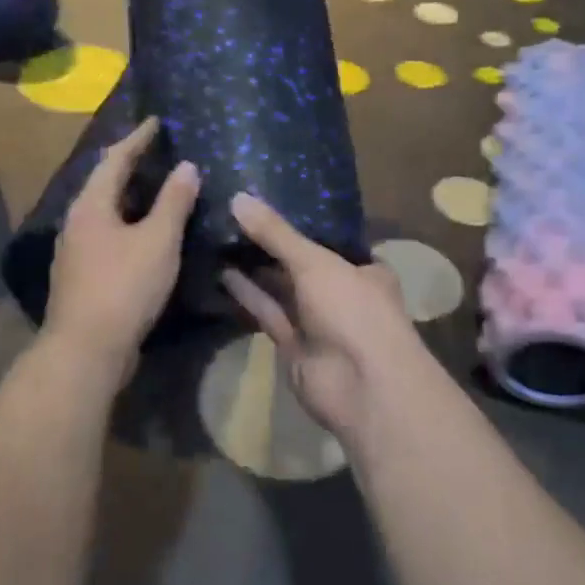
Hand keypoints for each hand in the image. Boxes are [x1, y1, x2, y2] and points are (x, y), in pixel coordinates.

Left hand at [45, 117, 199, 363]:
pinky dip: (128, 224)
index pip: (114, 159)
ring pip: (105, 212)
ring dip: (130, 197)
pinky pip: (108, 235)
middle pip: (104, 183)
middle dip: (130, 165)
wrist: (87, 349)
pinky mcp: (82, 275)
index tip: (157, 121)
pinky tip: (146, 234)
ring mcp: (75, 251)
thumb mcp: (158, 241)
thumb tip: (186, 166)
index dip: (137, 139)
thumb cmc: (124, 287)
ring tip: (157, 188)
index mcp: (91, 205)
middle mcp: (76, 222)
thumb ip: (173, 201)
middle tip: (159, 152)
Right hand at [220, 193, 430, 446]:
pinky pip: (269, 313)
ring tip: (220, 238)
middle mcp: (343, 293)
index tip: (265, 203)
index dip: (300, 222)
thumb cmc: (353, 310)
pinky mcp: (294, 346)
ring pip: (282, 289)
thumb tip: (238, 198)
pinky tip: (222, 271)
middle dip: (271, 246)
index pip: (330, 240)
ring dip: (255, 268)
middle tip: (233, 217)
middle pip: (301, 264)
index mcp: (364, 269)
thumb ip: (276, 234)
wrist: (362, 387)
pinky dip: (249, 295)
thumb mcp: (316, 262)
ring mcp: (318, 322)